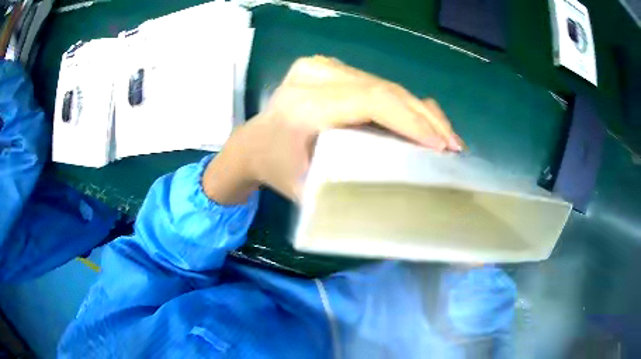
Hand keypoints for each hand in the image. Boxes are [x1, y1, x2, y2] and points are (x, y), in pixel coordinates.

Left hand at [203, 56, 463, 203]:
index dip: (412, 121)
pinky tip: (421, 120)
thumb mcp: (307, 188)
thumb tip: (402, 196)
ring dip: (419, 110)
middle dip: (425, 118)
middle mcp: (315, 75)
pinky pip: (376, 83)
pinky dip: (402, 103)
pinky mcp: (330, 68)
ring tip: (444, 136)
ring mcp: (322, 66)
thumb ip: (349, 189)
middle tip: (453, 145)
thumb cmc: (276, 169)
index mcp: (305, 104)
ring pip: (385, 85)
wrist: (253, 143)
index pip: (371, 101)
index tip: (442, 147)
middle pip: (384, 89)